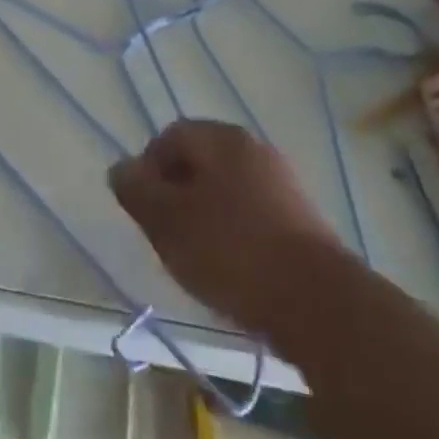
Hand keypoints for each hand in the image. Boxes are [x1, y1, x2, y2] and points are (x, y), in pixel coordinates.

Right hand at [110, 120, 340, 335]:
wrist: (318, 302)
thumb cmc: (231, 251)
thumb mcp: (167, 222)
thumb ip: (137, 190)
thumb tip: (120, 169)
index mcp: (220, 139)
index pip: (170, 136)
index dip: (149, 169)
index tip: (145, 210)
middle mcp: (253, 148)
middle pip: (199, 161)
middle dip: (176, 193)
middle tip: (166, 234)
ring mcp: (282, 182)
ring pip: (226, 188)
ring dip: (205, 214)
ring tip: (197, 256)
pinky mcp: (302, 218)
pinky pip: (252, 212)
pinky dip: (235, 231)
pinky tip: (232, 268)